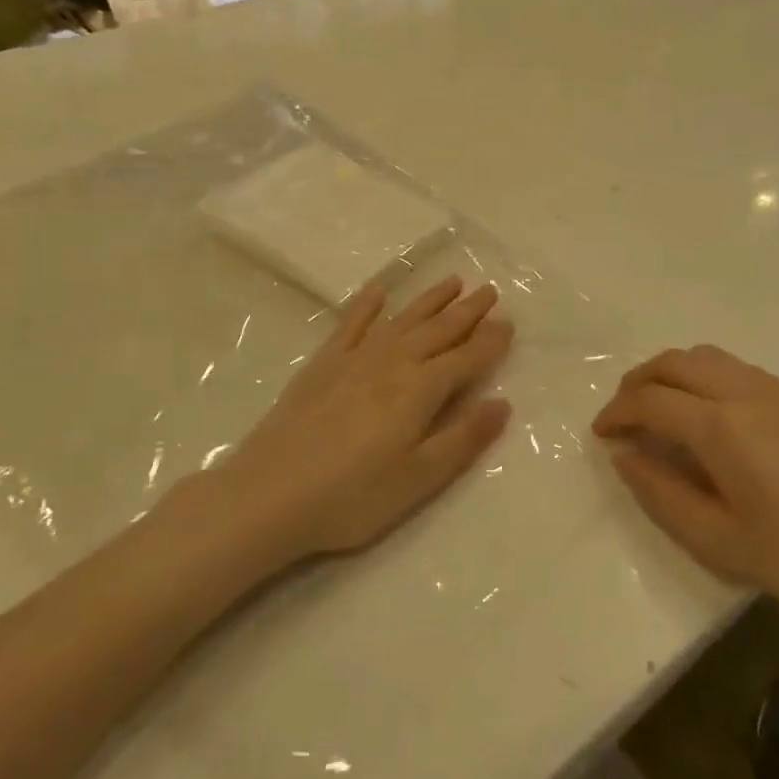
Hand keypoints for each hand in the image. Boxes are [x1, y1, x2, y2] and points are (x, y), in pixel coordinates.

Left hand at [222, 276, 514, 559]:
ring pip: (403, 319)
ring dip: (430, 299)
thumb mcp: (420, 479)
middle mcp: (393, 362)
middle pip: (439, 330)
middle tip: (489, 291)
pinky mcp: (323, 364)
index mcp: (421, 390)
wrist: (269, 494)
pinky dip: (367, 304)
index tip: (509, 323)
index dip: (490, 341)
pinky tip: (379, 291)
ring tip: (453, 282)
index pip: (466, 358)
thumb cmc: (353, 496)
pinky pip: (351, 323)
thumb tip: (503, 403)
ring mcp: (355, 358)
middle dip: (468, 311)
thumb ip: (464, 438)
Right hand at [593, 345, 778, 643]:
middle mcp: (742, 392)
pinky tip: (708, 416)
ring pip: (706, 356)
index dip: (616, 412)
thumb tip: (624, 456)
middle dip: (637, 382)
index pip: (650, 399)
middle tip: (622, 415)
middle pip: (674, 362)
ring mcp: (775, 390)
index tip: (600, 435)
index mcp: (720, 427)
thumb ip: (660, 493)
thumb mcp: (718, 542)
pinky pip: (735, 368)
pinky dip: (703, 376)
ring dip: (671, 372)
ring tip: (659, 409)